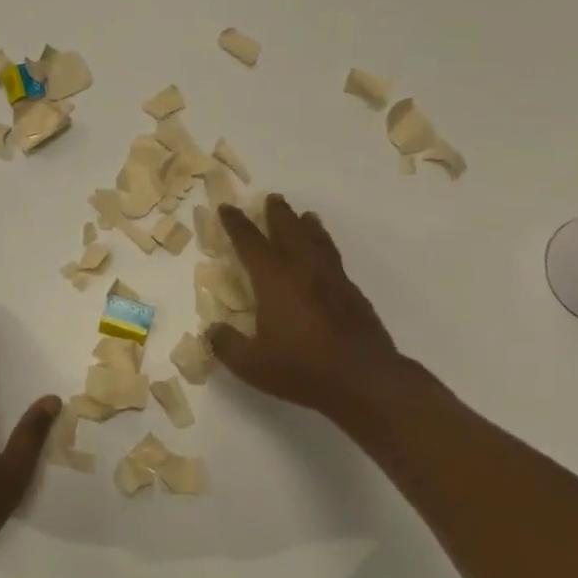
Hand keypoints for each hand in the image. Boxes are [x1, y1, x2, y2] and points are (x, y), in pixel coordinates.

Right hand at [208, 196, 420, 425]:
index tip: (227, 208)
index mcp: (274, 279)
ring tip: (306, 216)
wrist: (363, 378)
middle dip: (278, 214)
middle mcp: (303, 269)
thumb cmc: (301, 368)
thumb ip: (227, 345)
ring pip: (318, 241)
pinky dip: (326, 249)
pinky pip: (335, 260)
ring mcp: (333, 279)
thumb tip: (213, 331)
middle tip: (273, 199)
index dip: (236, 224)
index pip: (250, 242)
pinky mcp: (354, 294)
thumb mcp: (251, 364)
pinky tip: (327, 259)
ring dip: (308, 225)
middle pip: (289, 230)